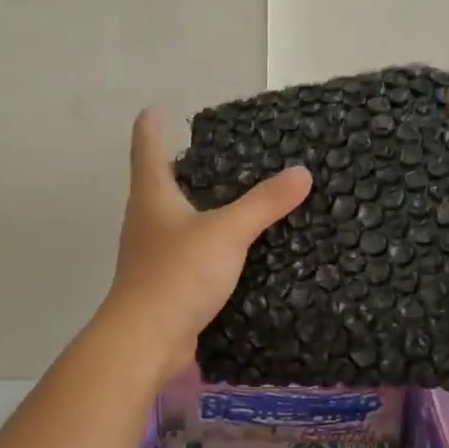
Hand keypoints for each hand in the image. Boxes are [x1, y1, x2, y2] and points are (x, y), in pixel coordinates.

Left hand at [102, 108, 312, 377]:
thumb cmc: (178, 274)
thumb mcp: (227, 232)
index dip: (153, 123)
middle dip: (188, 166)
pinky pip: (191, 252)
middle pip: (162, 181)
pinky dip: (211, 244)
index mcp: (152, 195)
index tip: (160, 106)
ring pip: (178, 219)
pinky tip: (239, 249)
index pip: (147, 145)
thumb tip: (302, 173)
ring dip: (202, 207)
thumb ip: (264, 203)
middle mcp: (147, 219)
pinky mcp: (166, 283)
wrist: (146, 341)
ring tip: (240, 198)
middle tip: (225, 153)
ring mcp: (153, 253)